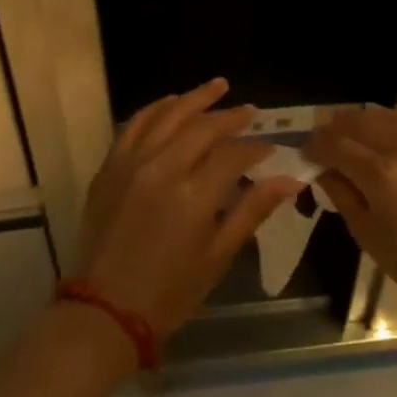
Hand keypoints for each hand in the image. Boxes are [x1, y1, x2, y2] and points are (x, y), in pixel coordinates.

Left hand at [77, 78, 301, 338]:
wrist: (105, 310)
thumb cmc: (170, 291)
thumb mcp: (218, 255)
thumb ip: (253, 210)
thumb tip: (291, 180)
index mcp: (193, 195)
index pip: (234, 155)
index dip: (256, 149)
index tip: (271, 149)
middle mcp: (162, 168)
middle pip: (202, 126)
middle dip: (231, 116)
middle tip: (251, 111)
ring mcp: (131, 163)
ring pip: (167, 115)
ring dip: (194, 98)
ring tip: (217, 86)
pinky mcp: (110, 166)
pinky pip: (134, 125)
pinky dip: (155, 109)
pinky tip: (171, 102)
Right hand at [306, 107, 396, 330]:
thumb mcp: (367, 234)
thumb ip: (341, 192)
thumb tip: (322, 167)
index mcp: (382, 173)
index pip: (335, 143)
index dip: (315, 145)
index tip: (306, 152)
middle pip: (361, 119)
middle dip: (337, 127)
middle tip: (327, 141)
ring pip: (390, 117)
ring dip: (367, 125)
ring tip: (358, 141)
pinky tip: (396, 153)